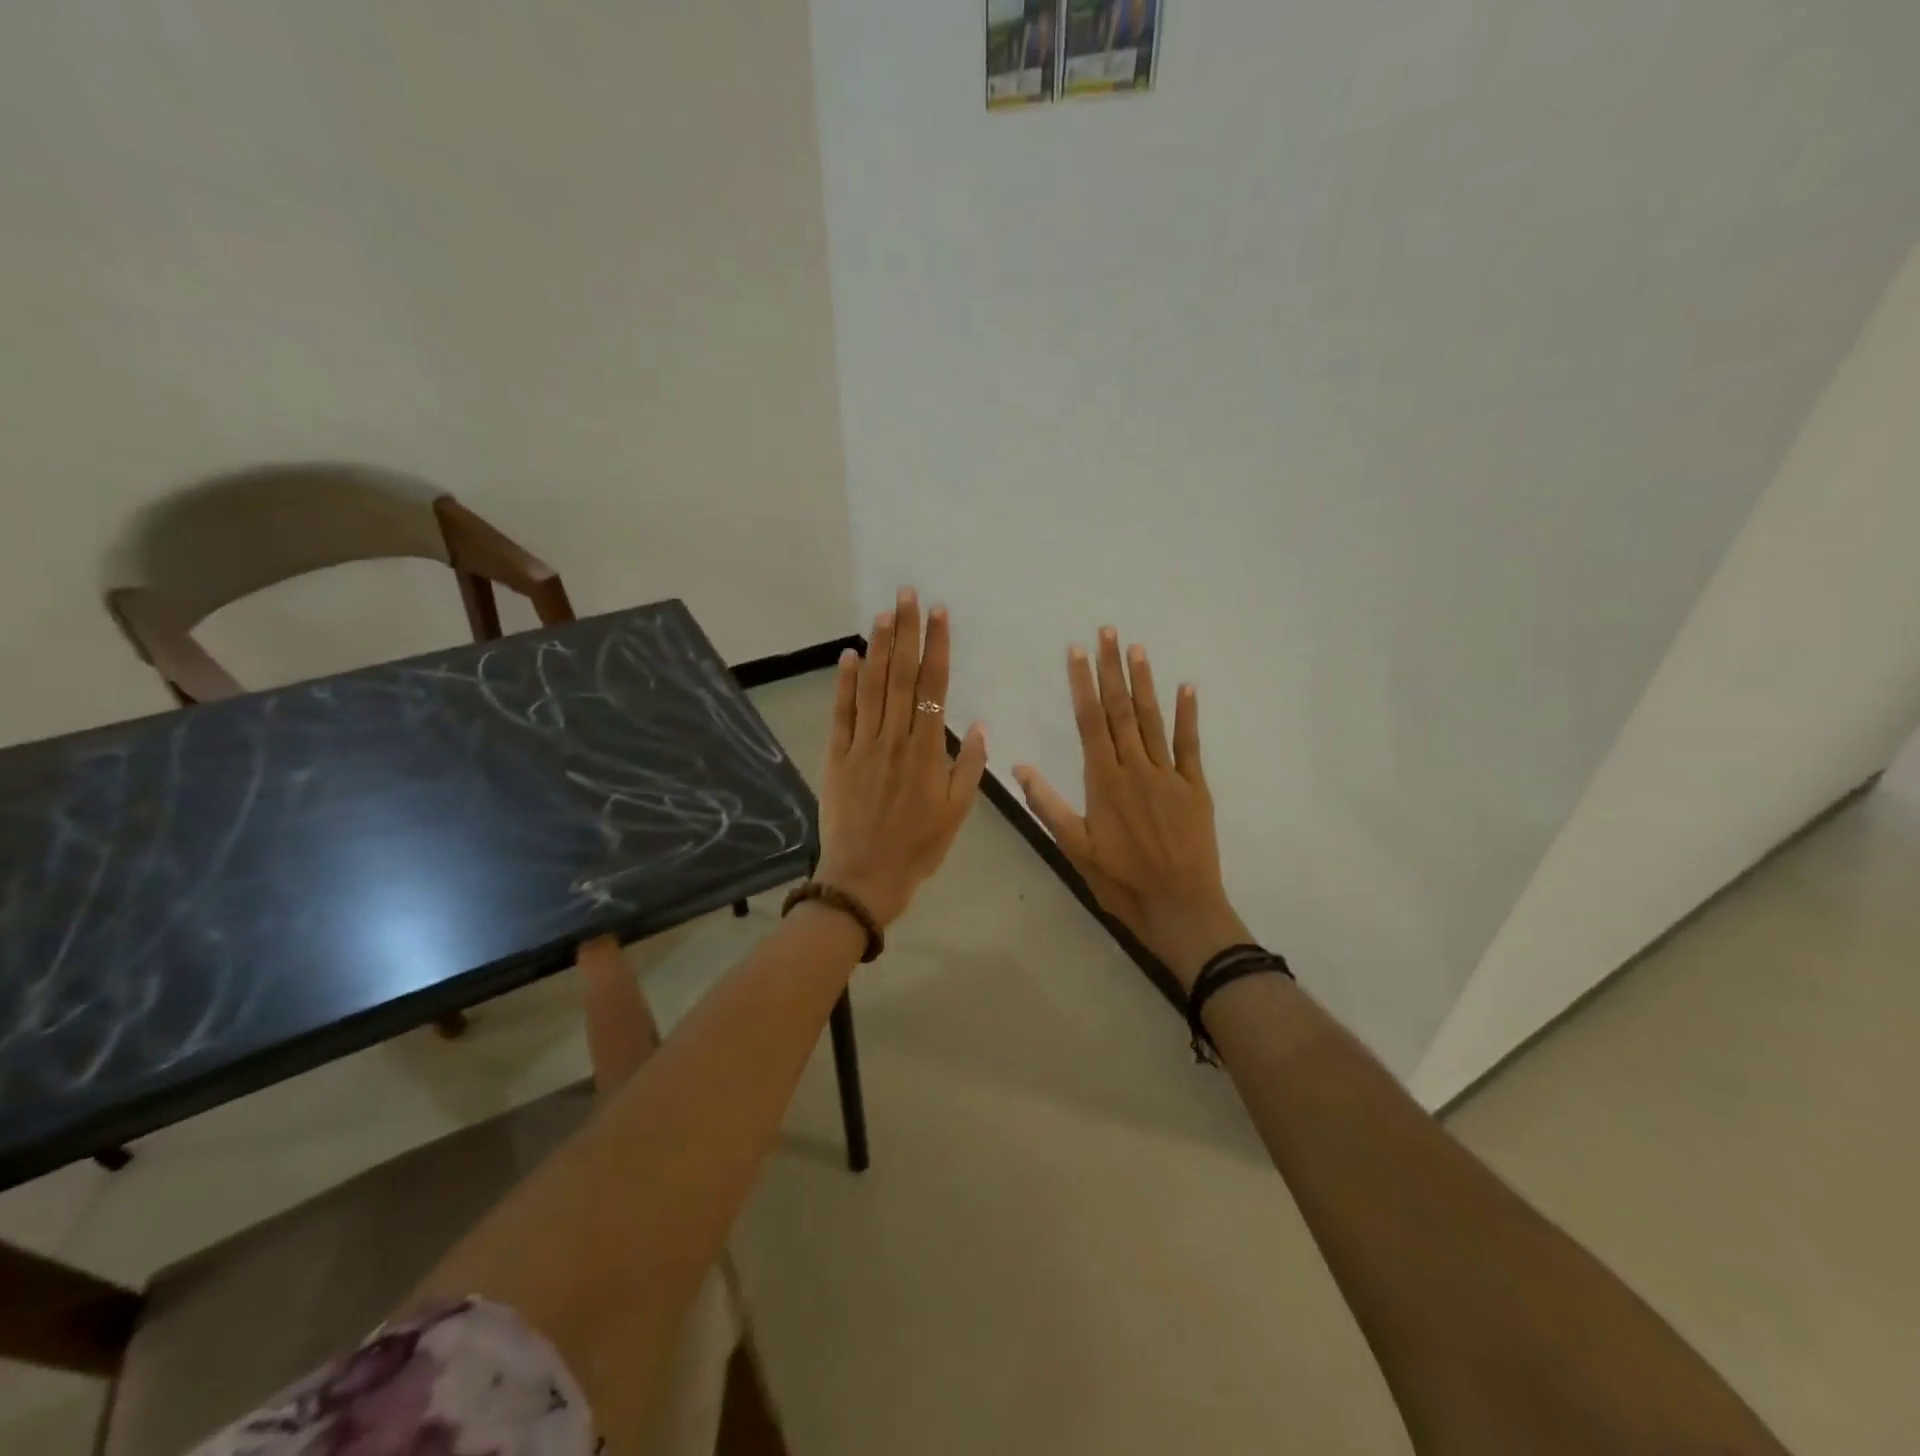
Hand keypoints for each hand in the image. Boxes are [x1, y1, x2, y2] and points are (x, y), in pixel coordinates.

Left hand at [816, 588, 987, 926]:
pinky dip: (844, 683)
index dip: (936, 647)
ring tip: (884, 613)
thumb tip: (977, 724)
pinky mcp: (836, 756)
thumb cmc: (918, 847)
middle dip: (906, 632)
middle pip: (900, 676)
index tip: (939, 614)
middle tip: (907, 594)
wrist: (864, 877)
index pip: (932, 686)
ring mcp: (862, 745)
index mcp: (926, 751)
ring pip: (871, 687)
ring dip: (878, 648)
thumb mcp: (957, 812)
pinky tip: (850, 656)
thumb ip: (968, 766)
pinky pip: (841, 713)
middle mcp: (894, 738)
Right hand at [1013, 629, 1247, 990]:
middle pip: (1120, 710)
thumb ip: (1048, 805)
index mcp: (1104, 781)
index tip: (1077, 652)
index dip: (1083, 684)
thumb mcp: (1075, 848)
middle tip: (1107, 632)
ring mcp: (1169, 775)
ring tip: (1137, 648)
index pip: (1090, 722)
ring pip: (1152, 719)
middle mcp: (1136, 768)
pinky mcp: (1195, 787)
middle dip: (1112, 669)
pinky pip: (1190, 743)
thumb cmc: (1121, 881)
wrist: (1179, 907)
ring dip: (1144, 682)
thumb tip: (1018, 766)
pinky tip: (1186, 687)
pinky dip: (1188, 714)